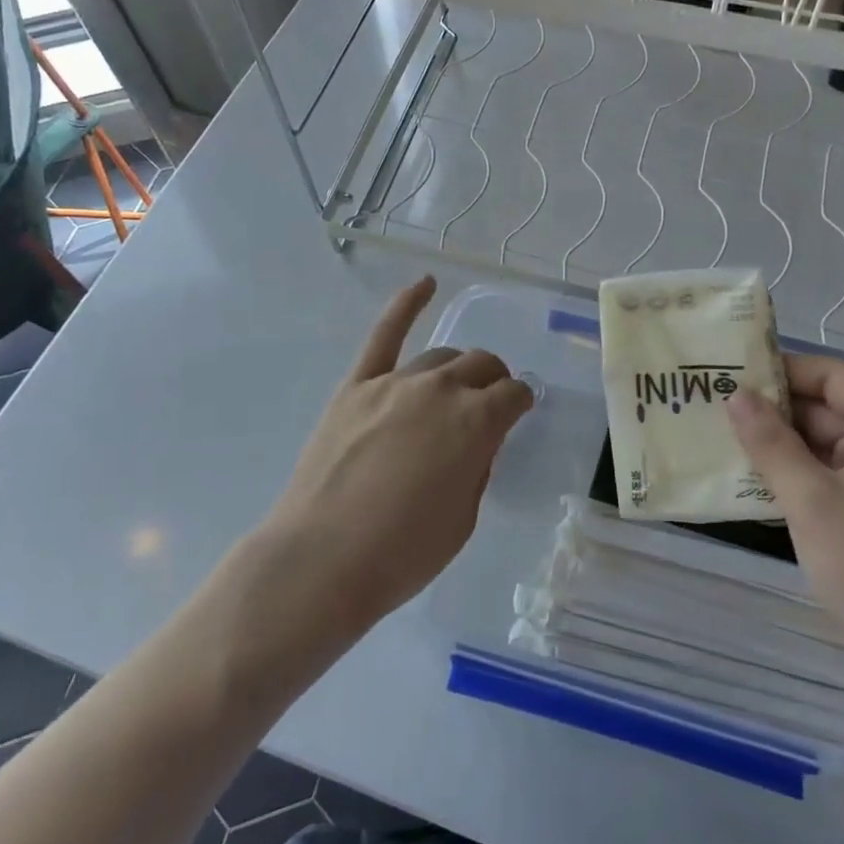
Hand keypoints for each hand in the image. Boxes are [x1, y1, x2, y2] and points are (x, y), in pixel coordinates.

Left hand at [263, 276, 533, 623]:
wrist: (322, 560)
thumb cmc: (402, 553)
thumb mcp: (463, 518)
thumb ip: (477, 467)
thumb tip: (476, 441)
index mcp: (476, 423)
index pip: (514, 395)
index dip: (521, 403)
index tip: (519, 412)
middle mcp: (440, 390)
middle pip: (481, 365)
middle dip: (494, 381)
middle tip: (490, 403)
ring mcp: (395, 382)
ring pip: (441, 356)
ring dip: (458, 368)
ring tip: (456, 385)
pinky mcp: (356, 386)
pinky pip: (385, 334)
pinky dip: (407, 304)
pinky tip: (426, 283)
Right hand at [727, 355, 843, 682]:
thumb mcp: (812, 500)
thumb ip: (770, 443)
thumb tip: (734, 395)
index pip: (831, 375)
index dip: (780, 369)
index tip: (726, 370)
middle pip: (824, 407)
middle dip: (770, 408)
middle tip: (708, 403)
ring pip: (819, 444)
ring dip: (774, 443)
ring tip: (714, 435)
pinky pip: (824, 475)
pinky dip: (788, 474)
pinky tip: (742, 478)